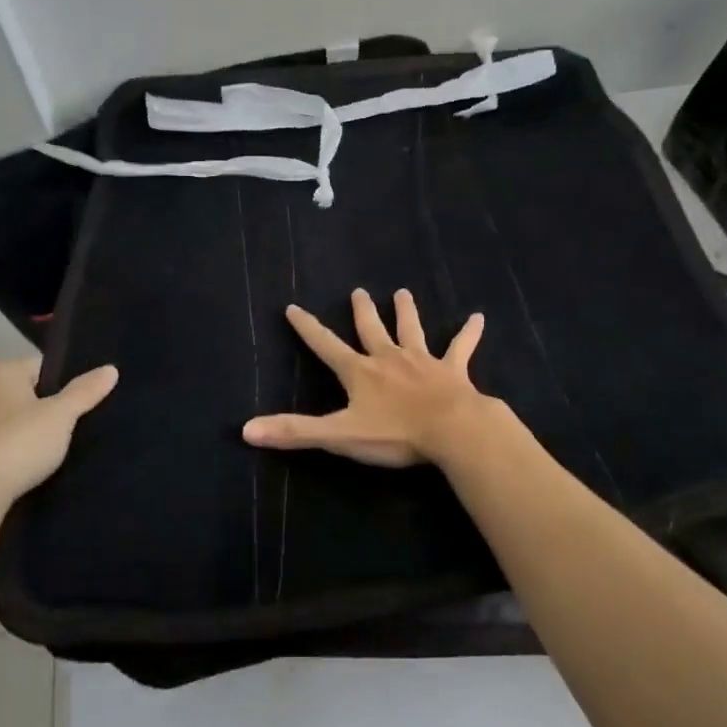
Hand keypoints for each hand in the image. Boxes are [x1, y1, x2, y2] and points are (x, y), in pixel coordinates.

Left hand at [0, 356, 117, 512]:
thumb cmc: (18, 443)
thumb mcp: (61, 416)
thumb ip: (85, 391)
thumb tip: (111, 369)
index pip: (43, 367)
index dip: (64, 386)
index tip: (78, 408)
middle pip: (24, 391)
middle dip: (45, 407)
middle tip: (68, 428)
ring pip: (8, 417)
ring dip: (26, 429)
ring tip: (49, 450)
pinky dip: (9, 447)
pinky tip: (24, 464)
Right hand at [243, 289, 491, 467]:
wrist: (450, 430)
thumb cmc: (394, 434)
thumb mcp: (338, 435)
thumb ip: (295, 432)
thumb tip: (246, 430)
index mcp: (360, 372)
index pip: (325, 346)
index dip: (308, 328)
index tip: (293, 307)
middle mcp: (389, 358)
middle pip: (371, 330)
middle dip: (362, 312)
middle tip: (358, 291)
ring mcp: (422, 361)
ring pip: (411, 330)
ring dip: (406, 312)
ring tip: (403, 292)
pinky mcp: (452, 370)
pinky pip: (461, 348)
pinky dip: (469, 333)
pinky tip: (479, 317)